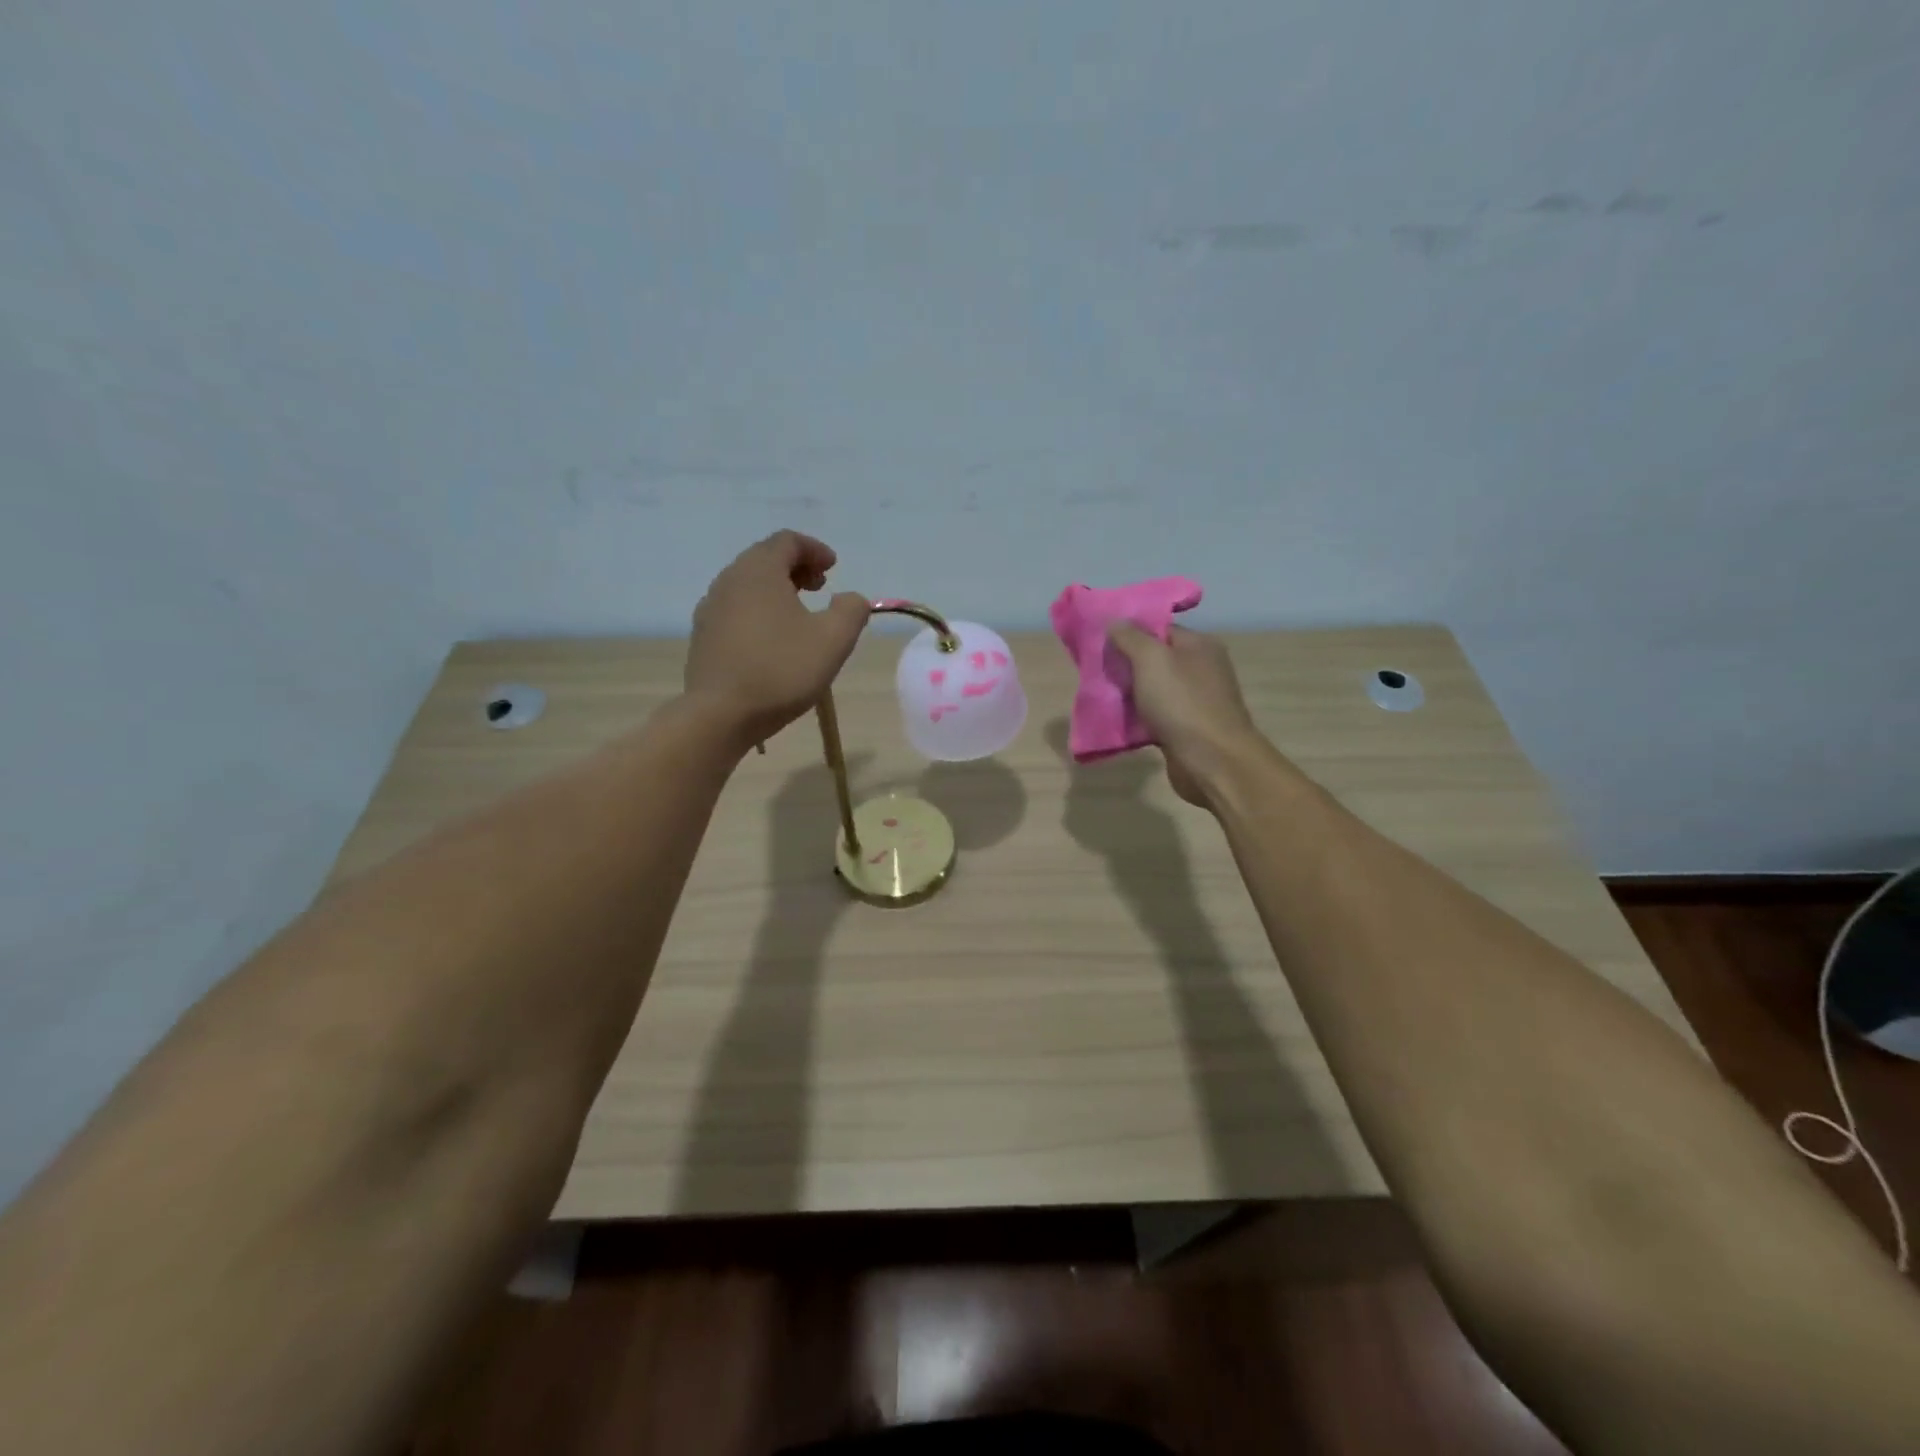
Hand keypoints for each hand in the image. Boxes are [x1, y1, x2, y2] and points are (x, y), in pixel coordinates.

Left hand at [686, 531, 870, 747]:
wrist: (720, 715)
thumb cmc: (781, 670)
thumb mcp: (833, 639)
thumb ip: (851, 610)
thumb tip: (850, 598)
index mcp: (758, 571)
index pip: (787, 541)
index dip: (815, 549)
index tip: (834, 568)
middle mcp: (728, 580)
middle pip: (764, 559)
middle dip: (796, 568)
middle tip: (820, 588)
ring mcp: (710, 609)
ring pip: (747, 585)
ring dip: (776, 590)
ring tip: (799, 615)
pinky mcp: (703, 637)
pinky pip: (735, 610)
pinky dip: (758, 611)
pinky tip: (772, 640)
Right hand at [1107, 624, 1268, 808]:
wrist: (1212, 761)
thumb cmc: (1182, 703)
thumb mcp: (1151, 660)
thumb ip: (1130, 637)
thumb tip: (1115, 622)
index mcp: (1199, 646)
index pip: (1160, 629)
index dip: (1130, 633)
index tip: (1101, 641)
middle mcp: (1201, 669)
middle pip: (1155, 660)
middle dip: (1126, 665)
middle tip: (1097, 670)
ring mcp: (1195, 701)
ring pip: (1153, 690)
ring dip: (1129, 694)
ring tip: (1100, 695)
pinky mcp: (1187, 729)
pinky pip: (1155, 716)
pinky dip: (1137, 718)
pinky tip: (1116, 721)